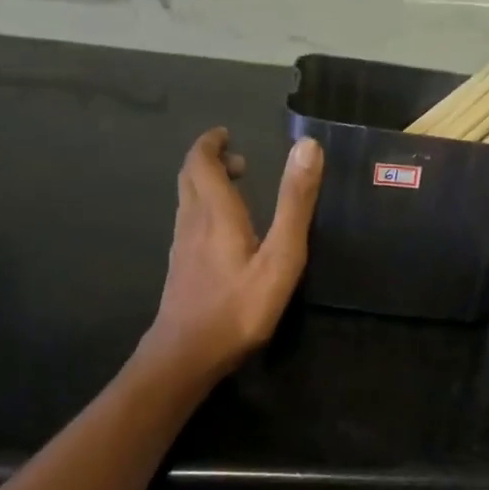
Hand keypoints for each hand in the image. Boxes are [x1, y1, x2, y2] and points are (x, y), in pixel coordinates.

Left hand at [143, 128, 321, 381]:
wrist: (187, 355)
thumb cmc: (238, 307)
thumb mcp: (280, 256)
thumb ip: (295, 203)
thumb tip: (308, 147)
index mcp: (216, 212)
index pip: (203, 162)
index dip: (211, 144)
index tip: (227, 134)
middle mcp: (193, 222)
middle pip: (190, 178)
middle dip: (209, 161)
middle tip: (238, 160)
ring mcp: (182, 247)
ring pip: (187, 202)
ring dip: (206, 186)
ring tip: (235, 190)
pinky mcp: (180, 269)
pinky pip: (188, 224)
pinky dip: (204, 212)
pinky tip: (222, 234)